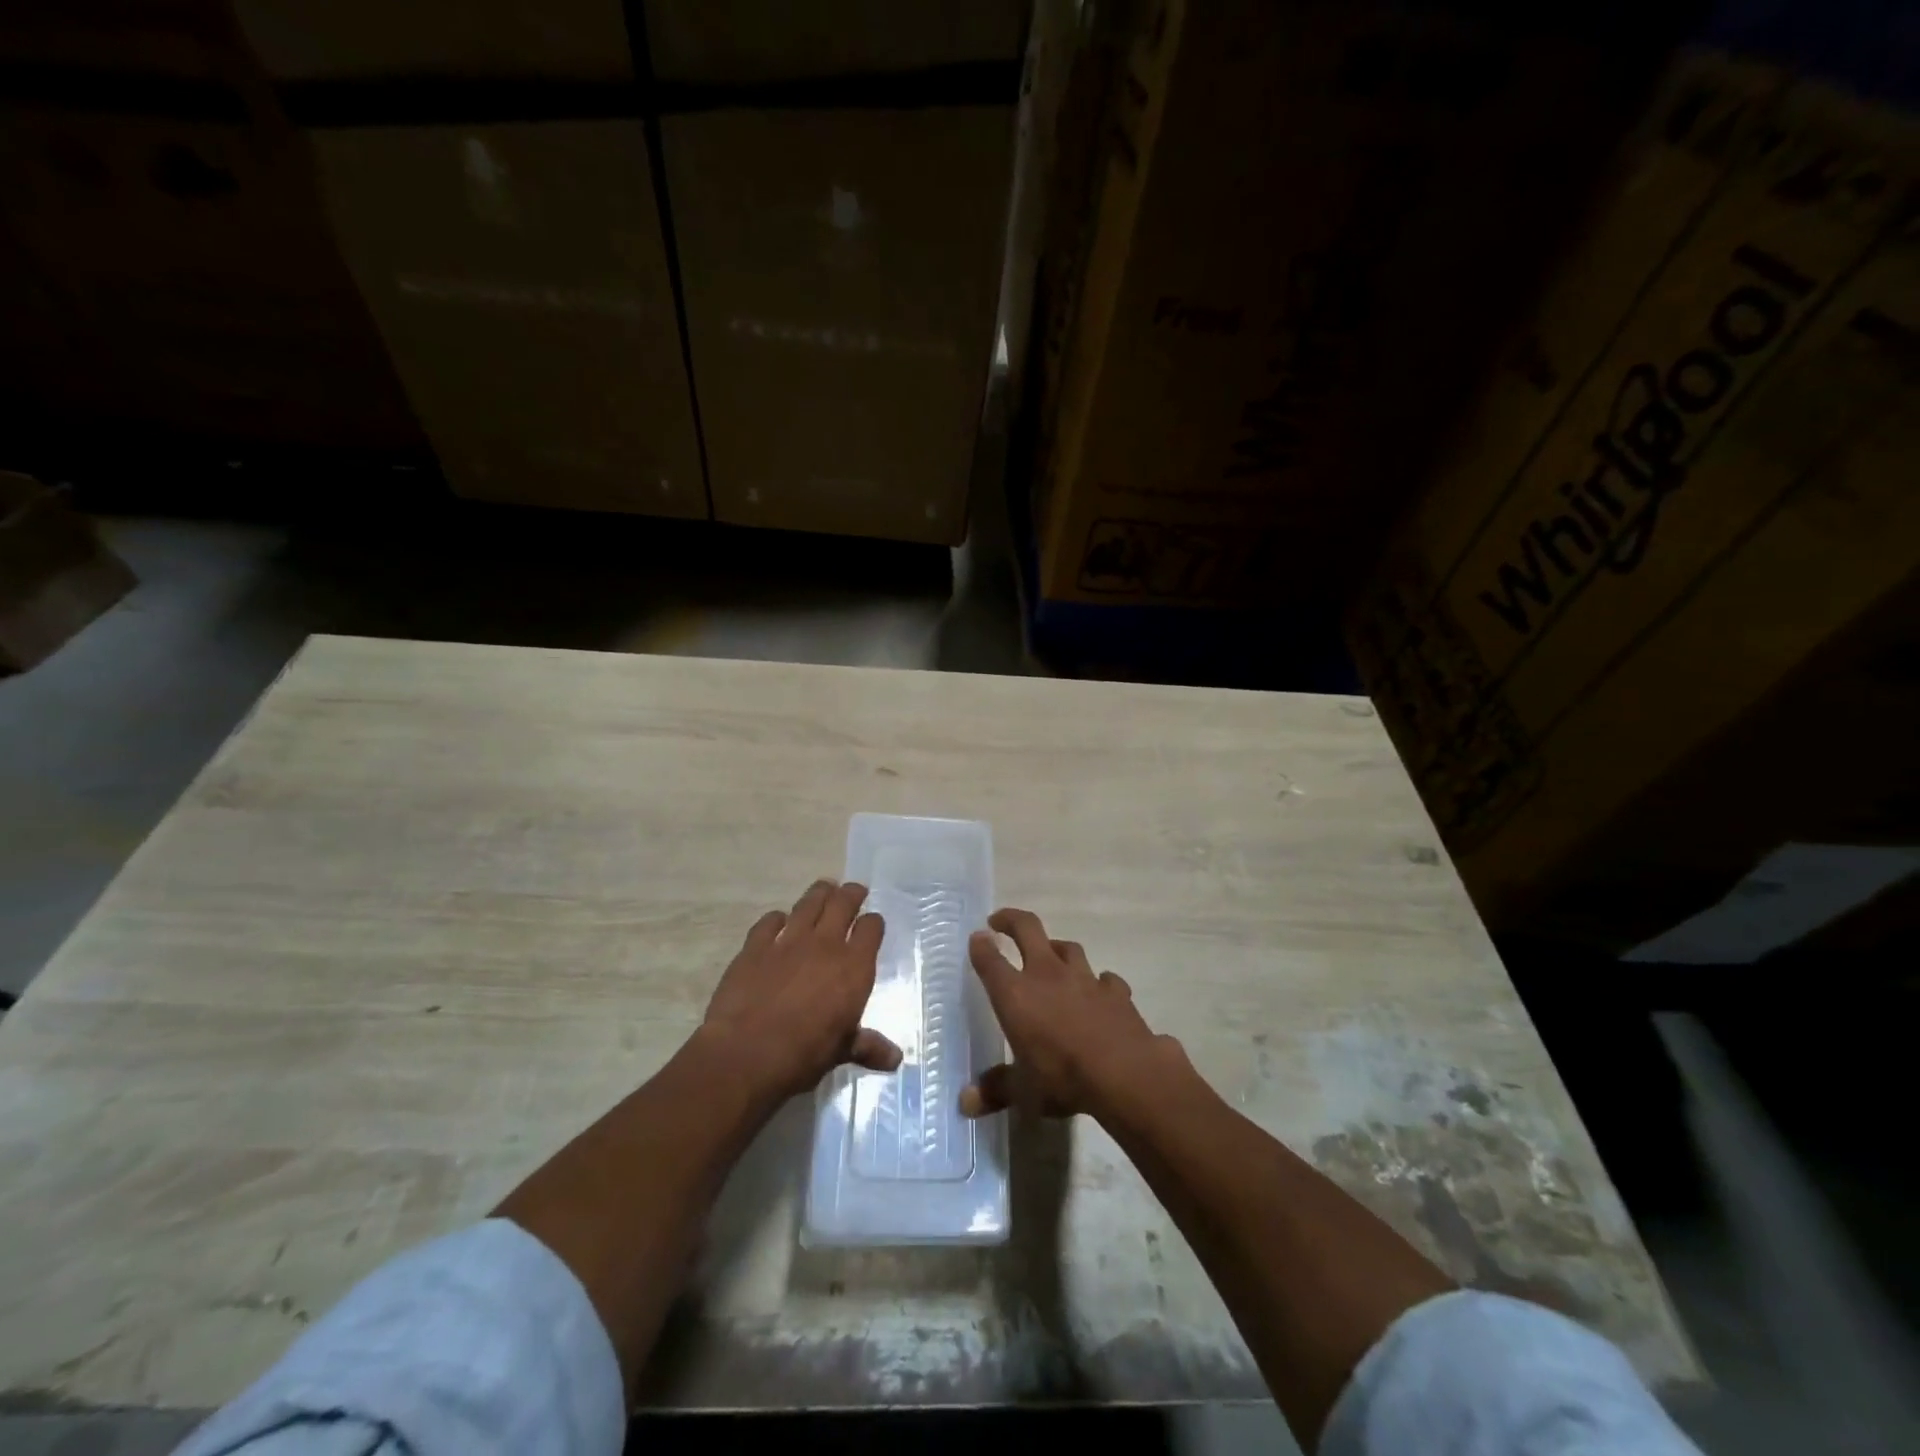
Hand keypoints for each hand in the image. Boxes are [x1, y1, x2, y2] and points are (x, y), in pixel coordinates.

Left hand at [702, 880, 902, 1101]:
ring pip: (809, 903)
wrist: (746, 1054)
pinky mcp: (755, 946)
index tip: (872, 924)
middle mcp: (825, 945)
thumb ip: (867, 1046)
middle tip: (854, 891)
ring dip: (819, 894)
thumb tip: (896, 1059)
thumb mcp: (841, 1051)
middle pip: (843, 903)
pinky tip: (779, 921)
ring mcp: (788, 941)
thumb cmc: (803, 1055)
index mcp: (853, 967)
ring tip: (824, 889)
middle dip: (852, 894)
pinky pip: (769, 921)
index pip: (871, 928)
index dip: (873, 923)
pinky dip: (777, 918)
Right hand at [962, 907, 1182, 1120]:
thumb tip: (966, 1103)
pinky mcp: (1115, 990)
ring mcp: (1084, 978)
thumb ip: (996, 1090)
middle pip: (1027, 929)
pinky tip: (1099, 991)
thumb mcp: (1024, 1091)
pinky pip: (1104, 978)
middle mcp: (1047, 974)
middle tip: (1000, 921)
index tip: (976, 937)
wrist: (1125, 1073)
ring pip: (1067, 947)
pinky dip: (1098, 982)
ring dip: (1056, 947)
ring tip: (1050, 954)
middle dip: (1011, 920)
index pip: (990, 960)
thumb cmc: (1063, 1077)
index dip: (980, 946)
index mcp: (1016, 994)